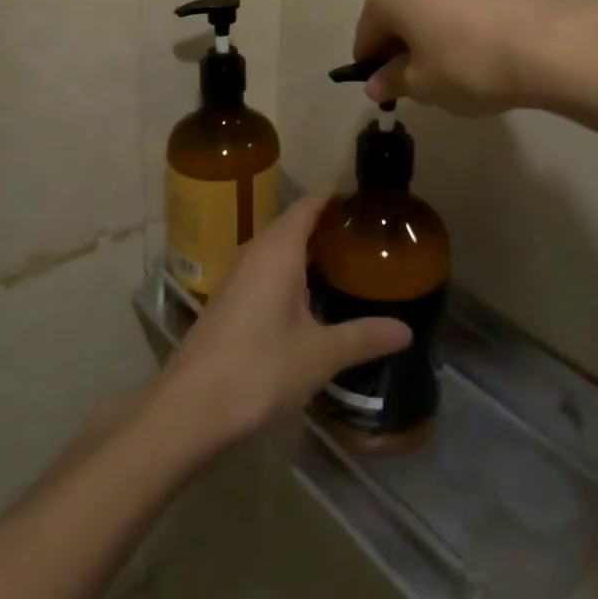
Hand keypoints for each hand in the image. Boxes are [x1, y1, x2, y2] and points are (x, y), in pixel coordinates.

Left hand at [162, 191, 410, 446]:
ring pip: (275, 247)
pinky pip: (264, 267)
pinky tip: (305, 294)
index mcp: (278, 249)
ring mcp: (236, 275)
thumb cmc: (259, 369)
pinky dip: (288, 268)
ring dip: (303, 246)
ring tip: (339, 256)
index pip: (307, 206)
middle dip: (322, 221)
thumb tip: (406, 330)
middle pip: (291, 223)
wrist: (190, 407)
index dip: (330, 195)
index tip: (357, 191)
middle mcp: (255, 251)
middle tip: (359, 228)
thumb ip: (363, 337)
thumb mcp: (320, 355)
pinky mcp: (227, 300)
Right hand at [351, 0, 588, 114]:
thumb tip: (376, 84)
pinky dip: (454, 25)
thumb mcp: (422, 84)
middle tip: (422, 84)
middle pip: (395, 14)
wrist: (548, 45)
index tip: (391, 93)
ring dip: (428, 35)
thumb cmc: (468, 64)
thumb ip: (392, 81)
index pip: (367, 35)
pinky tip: (476, 53)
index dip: (375, 68)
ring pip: (426, 6)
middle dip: (402, 47)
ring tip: (453, 70)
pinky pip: (454, 3)